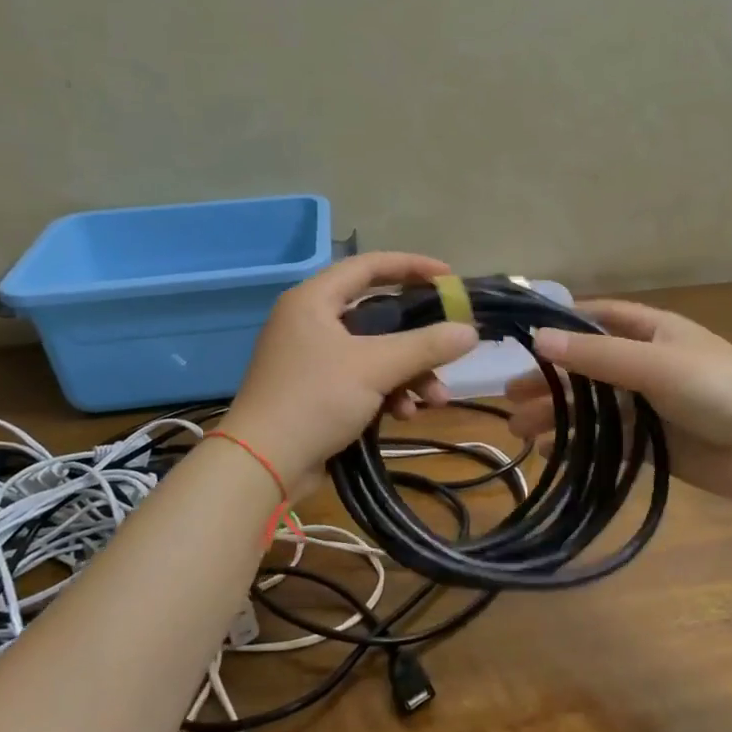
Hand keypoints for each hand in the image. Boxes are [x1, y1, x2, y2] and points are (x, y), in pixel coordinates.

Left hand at [222, 253, 478, 493]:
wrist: (260, 466)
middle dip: (418, 339)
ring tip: (435, 399)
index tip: (449, 277)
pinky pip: (362, 378)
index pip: (369, 266)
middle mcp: (311, 321)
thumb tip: (471, 332)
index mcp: (314, 299)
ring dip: (409, 373)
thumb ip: (425, 346)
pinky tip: (405, 415)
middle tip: (450, 345)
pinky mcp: (315, 390)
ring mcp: (311, 358)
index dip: (412, 267)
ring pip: (374, 352)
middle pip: (378, 314)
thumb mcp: (375, 368)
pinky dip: (387, 391)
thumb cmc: (315, 400)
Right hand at [505, 300, 731, 505]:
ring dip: (559, 415)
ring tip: (519, 430)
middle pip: (589, 366)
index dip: (563, 323)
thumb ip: (595, 354)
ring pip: (595, 406)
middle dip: (552, 379)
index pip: (600, 317)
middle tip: (510, 394)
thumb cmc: (716, 388)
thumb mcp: (653, 363)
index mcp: (655, 331)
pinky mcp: (655, 443)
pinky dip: (580, 443)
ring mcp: (652, 405)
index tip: (523, 336)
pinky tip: (551, 450)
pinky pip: (608, 438)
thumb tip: (536, 339)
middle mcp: (649, 363)